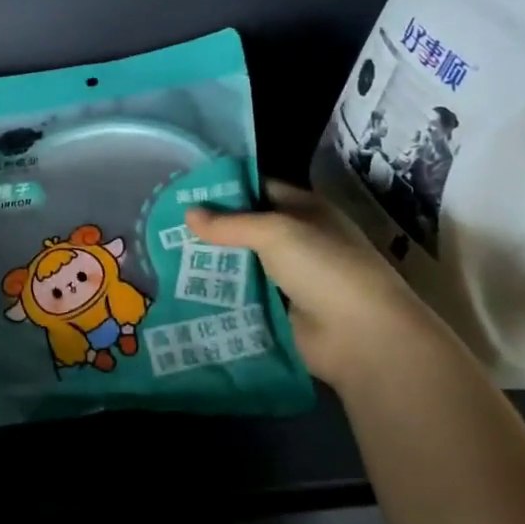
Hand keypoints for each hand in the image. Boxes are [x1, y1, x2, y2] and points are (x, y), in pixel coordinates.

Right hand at [187, 179, 465, 393]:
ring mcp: (286, 277)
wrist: (362, 337)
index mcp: (304, 209)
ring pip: (239, 262)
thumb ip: (229, 223)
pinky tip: (180, 288)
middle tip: (162, 222)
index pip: (257, 187)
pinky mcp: (276, 309)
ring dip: (208, 261)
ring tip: (162, 254)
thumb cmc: (324, 267)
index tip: (182, 187)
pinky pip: (239, 295)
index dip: (223, 186)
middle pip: (244, 226)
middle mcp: (295, 239)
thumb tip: (187, 213)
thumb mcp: (275, 232)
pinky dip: (216, 293)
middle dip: (208, 226)